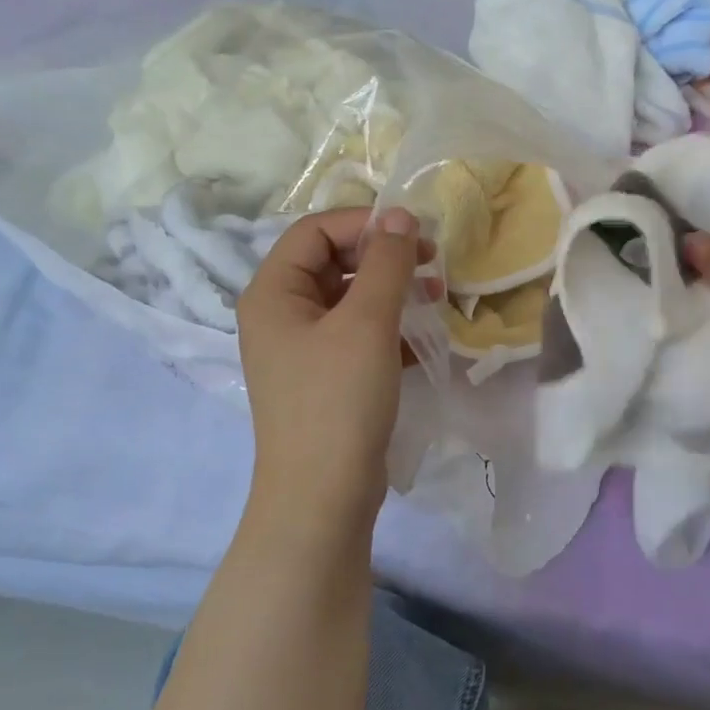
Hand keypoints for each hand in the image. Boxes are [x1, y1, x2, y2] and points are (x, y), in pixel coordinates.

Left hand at [236, 208, 427, 523]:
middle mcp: (280, 315)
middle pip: (332, 262)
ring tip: (437, 297)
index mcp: (273, 293)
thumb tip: (399, 215)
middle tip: (431, 262)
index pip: (314, 231)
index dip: (364, 223)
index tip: (415, 232)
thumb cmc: (338, 399)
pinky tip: (423, 339)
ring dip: (392, 292)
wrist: (323, 495)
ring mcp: (302, 350)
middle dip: (383, 256)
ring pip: (350, 300)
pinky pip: (358, 336)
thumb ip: (385, 262)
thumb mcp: (367, 322)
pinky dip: (390, 329)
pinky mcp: (326, 379)